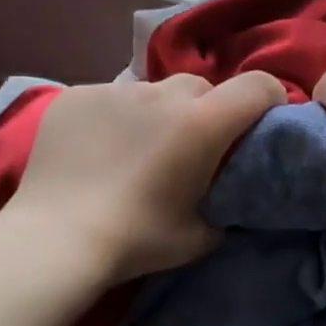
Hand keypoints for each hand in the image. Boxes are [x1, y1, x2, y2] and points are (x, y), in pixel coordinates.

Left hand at [3, 71, 285, 282]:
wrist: (55, 239)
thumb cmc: (136, 240)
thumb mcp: (201, 235)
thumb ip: (226, 204)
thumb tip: (228, 194)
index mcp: (202, 124)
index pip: (257, 85)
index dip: (269, 98)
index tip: (263, 119)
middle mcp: (163, 95)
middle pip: (201, 86)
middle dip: (206, 110)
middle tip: (191, 146)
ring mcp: (116, 89)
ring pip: (154, 90)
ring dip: (158, 112)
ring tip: (139, 148)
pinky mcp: (77, 94)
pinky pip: (111, 97)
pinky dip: (115, 116)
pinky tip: (98, 149)